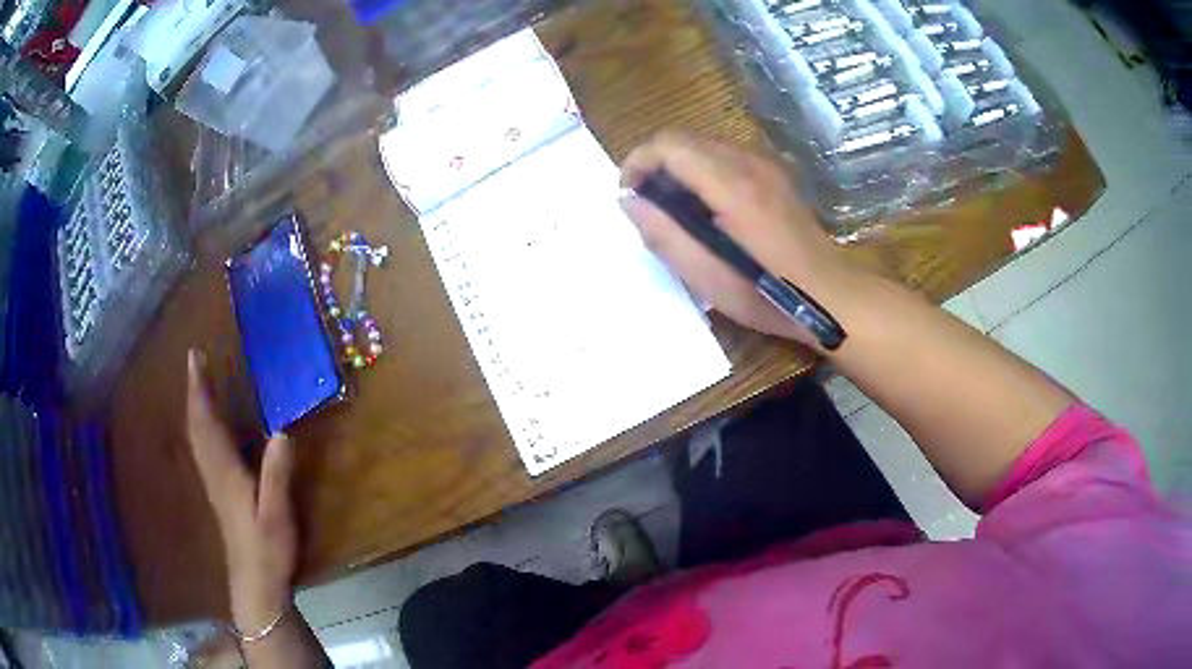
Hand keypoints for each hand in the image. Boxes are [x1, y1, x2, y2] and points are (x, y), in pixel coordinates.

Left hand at [187, 350, 297, 632]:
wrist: (254, 582)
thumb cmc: (267, 548)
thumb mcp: (277, 513)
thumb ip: (277, 474)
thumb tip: (282, 431)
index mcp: (226, 471)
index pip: (207, 422)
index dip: (200, 389)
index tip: (196, 358)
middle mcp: (213, 471)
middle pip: (197, 425)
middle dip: (194, 391)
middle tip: (195, 362)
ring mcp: (213, 482)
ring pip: (196, 436)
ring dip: (194, 406)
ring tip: (197, 384)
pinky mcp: (218, 492)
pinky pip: (201, 449)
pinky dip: (199, 427)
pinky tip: (205, 427)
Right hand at [620, 132, 856, 348]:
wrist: (830, 294)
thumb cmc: (768, 294)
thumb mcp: (708, 278)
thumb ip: (664, 235)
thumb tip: (630, 201)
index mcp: (732, 185)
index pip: (669, 145)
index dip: (638, 161)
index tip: (629, 194)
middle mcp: (749, 162)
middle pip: (684, 138)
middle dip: (655, 163)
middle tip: (647, 204)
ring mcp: (766, 165)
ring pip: (704, 144)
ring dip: (678, 166)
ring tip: (673, 208)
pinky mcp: (774, 174)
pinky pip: (725, 156)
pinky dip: (702, 170)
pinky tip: (705, 206)